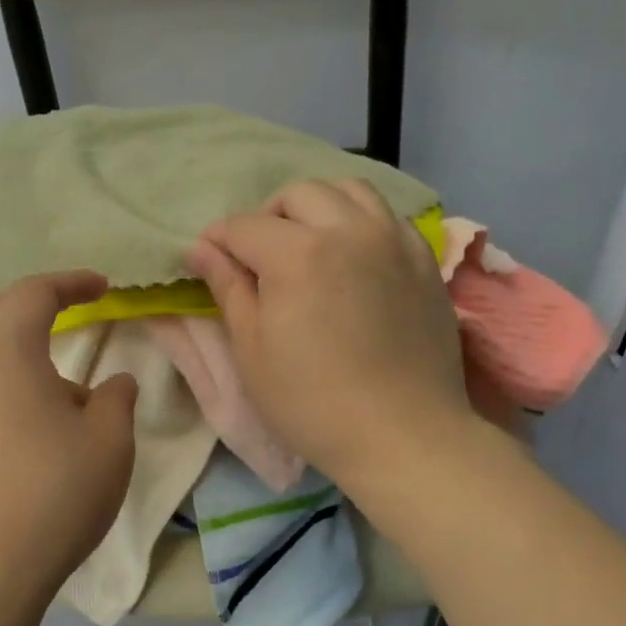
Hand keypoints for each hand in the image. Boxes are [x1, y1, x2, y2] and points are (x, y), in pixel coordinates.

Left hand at [0, 271, 138, 617]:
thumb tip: (113, 381)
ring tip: (49, 357)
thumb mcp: (109, 442)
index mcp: (6, 349)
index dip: (71, 282)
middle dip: (36, 300)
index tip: (103, 286)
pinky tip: (21, 403)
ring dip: (13, 335)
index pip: (35, 292)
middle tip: (72, 305)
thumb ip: (116, 398)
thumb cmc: (54, 494)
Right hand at [186, 178, 474, 491]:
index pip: (244, 226)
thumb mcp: (252, 351)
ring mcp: (393, 239)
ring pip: (348, 190)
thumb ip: (227, 289)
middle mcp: (348, 229)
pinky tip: (352, 256)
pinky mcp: (423, 258)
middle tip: (258, 257)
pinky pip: (386, 215)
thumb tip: (202, 249)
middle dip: (267, 217)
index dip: (217, 241)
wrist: (402, 435)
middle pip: (297, 194)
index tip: (206, 260)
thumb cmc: (312, 403)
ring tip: (307, 244)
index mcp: (298, 254)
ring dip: (316, 207)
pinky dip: (359, 221)